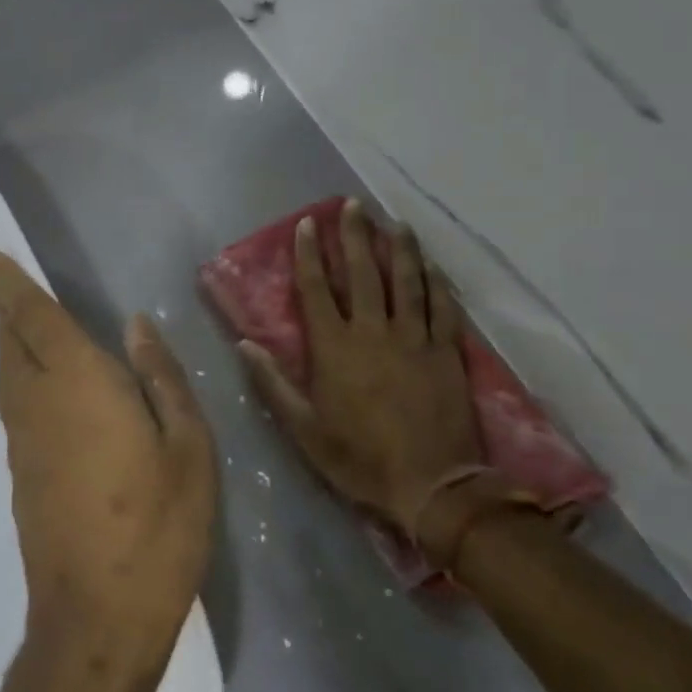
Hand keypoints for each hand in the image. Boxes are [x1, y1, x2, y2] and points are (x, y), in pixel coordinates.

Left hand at [0, 252, 216, 691]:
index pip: (37, 320)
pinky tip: (27, 385)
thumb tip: (136, 325)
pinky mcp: (20, 476)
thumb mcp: (188, 447)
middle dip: (1, 309)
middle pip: (12, 343)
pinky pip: (13, 407)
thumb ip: (160, 378)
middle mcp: (40, 403)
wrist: (96, 617)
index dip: (12, 286)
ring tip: (2, 321)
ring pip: (6, 376)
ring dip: (3, 342)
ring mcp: (24, 443)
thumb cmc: (158, 526)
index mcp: (81, 384)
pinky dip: (13, 378)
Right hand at [240, 199, 483, 542]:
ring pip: (405, 282)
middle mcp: (373, 332)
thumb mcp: (304, 429)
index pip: (316, 289)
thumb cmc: (358, 458)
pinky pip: (442, 308)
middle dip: (354, 236)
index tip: (307, 224)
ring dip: (398, 249)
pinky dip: (436, 283)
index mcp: (334, 348)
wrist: (432, 486)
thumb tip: (244, 343)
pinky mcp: (447, 353)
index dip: (309, 254)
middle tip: (351, 205)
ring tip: (393, 223)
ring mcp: (415, 339)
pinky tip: (432, 266)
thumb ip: (273, 382)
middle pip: (361, 273)